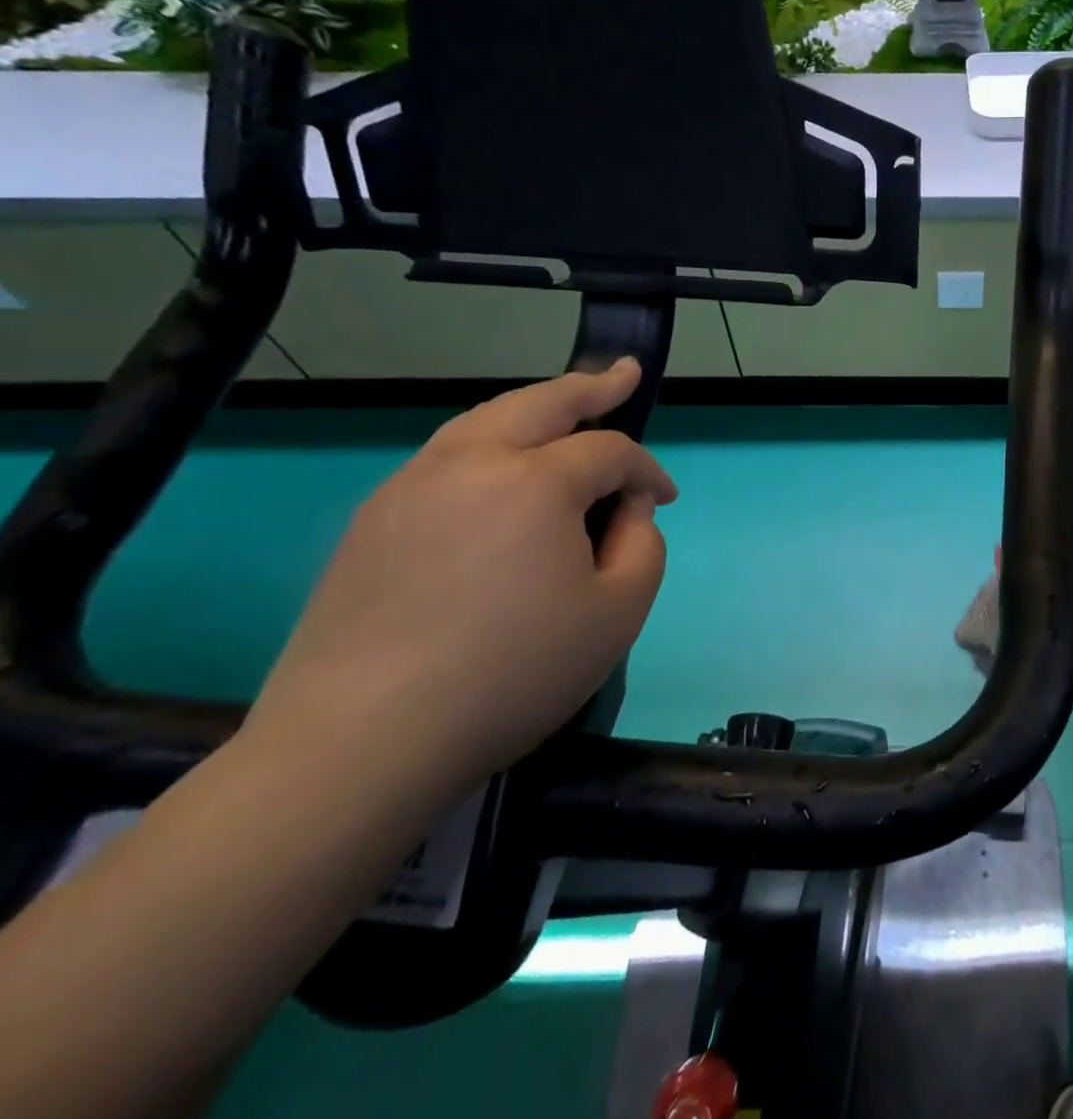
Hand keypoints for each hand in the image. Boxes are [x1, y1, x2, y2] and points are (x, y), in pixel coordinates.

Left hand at [245, 360, 677, 812]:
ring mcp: (411, 485)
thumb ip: (644, 543)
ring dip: (535, 408)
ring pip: (485, 420)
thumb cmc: (512, 674)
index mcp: (534, 482)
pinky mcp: (373, 519)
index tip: (665, 501)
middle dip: (591, 387)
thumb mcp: (619, 612)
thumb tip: (628, 508)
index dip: (647, 470)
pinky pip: (447, 456)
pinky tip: (502, 467)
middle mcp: (468, 463)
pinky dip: (490, 443)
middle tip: (624, 375)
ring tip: (567, 404)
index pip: (610, 451)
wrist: (361, 743)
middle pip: (541, 403)